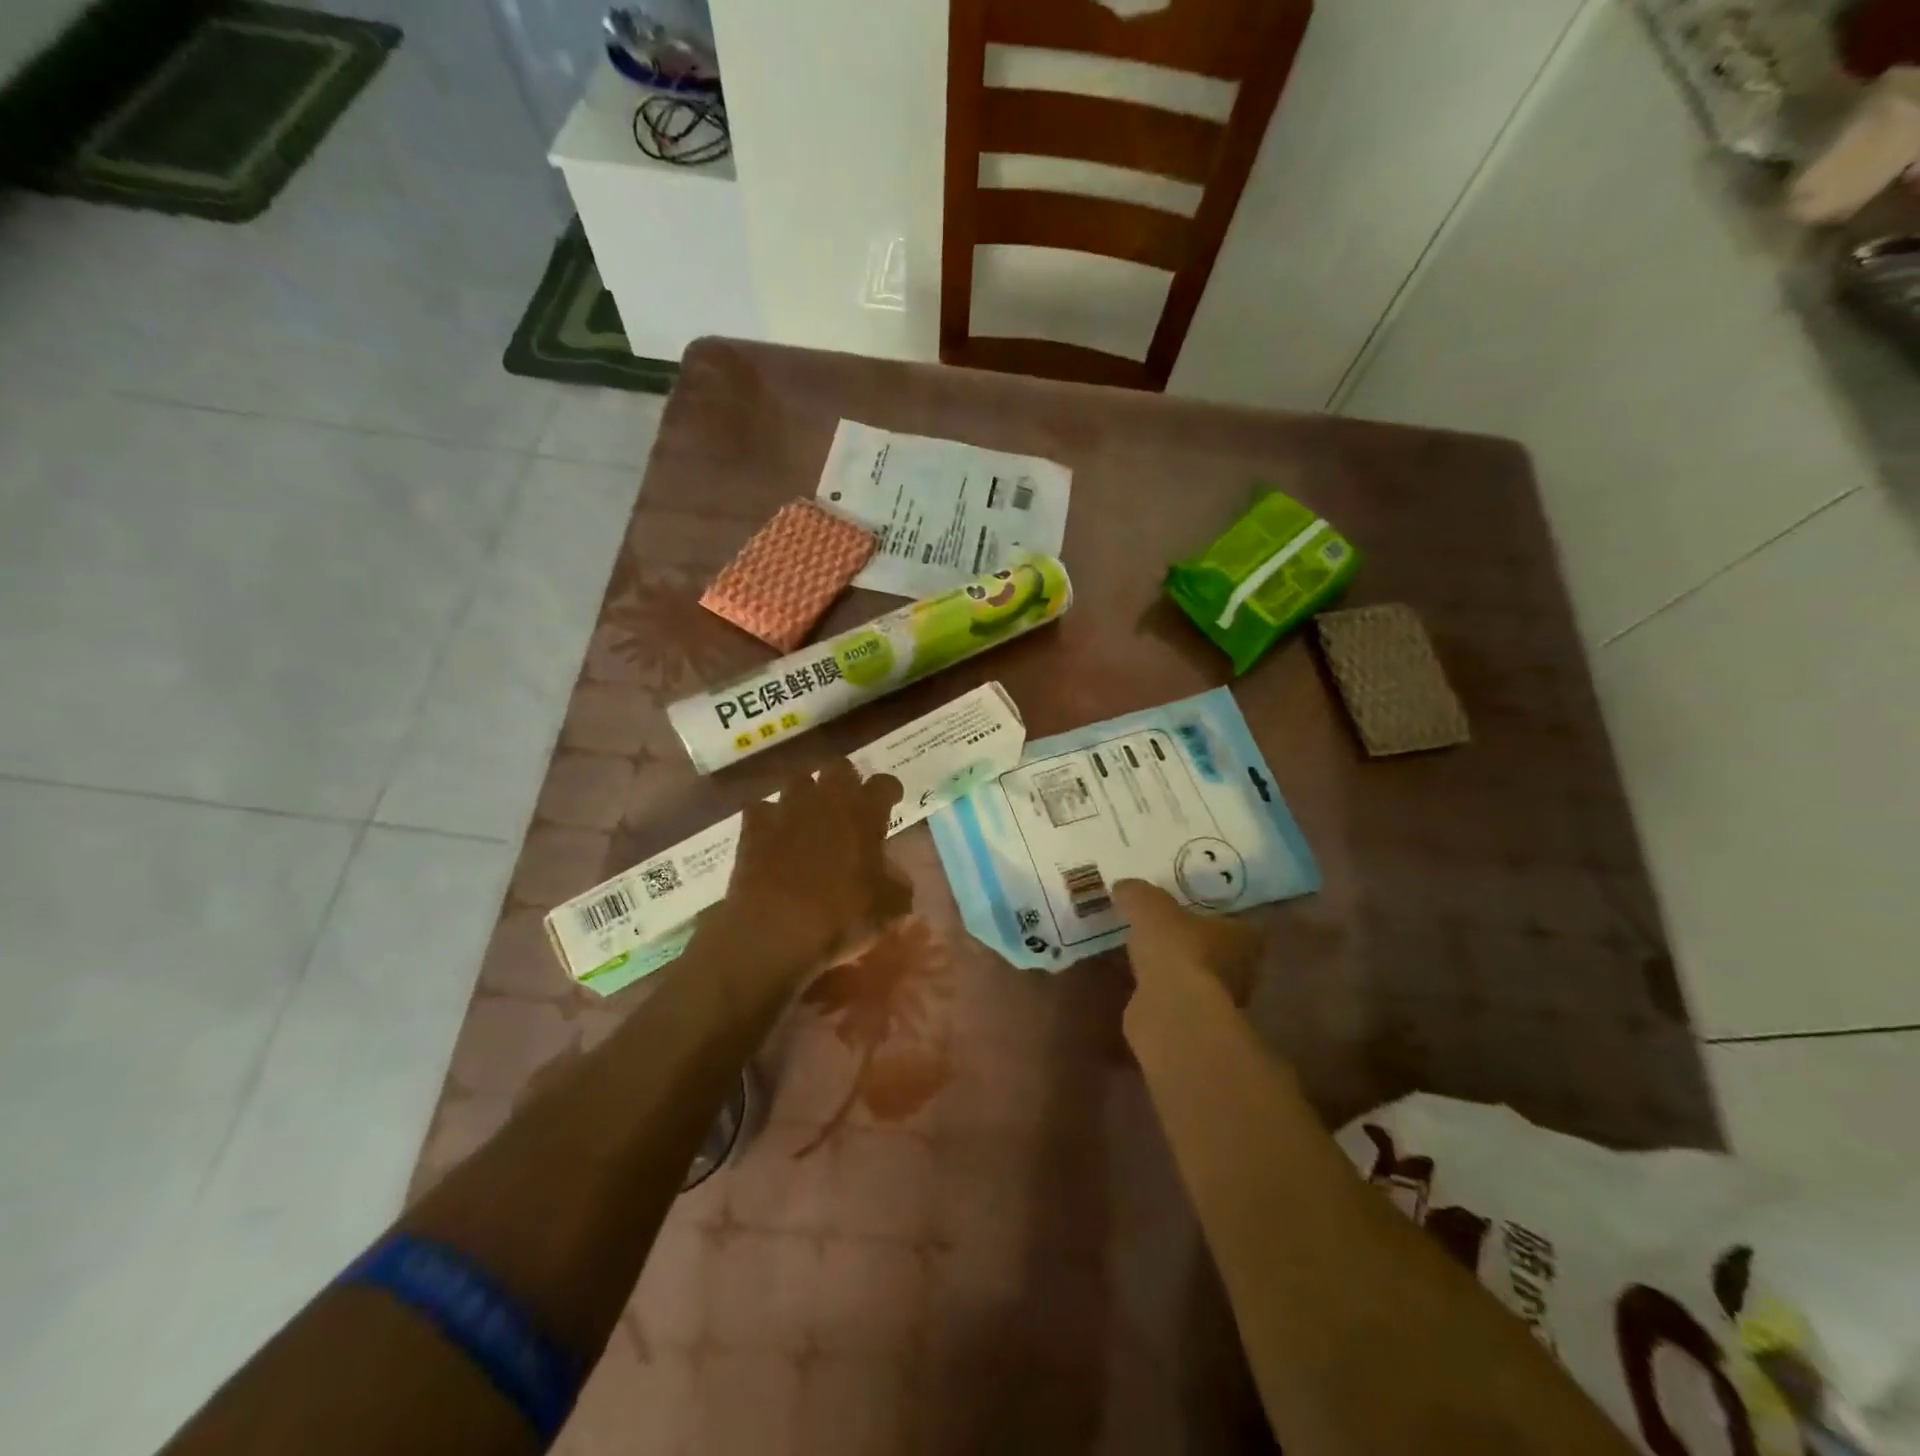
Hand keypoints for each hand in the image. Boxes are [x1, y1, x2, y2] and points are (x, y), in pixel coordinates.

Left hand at [717, 758, 908, 973]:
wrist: (775, 928)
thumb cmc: (841, 915)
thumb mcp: (888, 908)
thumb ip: (898, 884)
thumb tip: (895, 876)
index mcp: (864, 812)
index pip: (884, 783)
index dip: (890, 791)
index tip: (892, 801)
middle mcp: (826, 798)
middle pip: (840, 767)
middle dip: (846, 781)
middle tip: (849, 805)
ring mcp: (787, 807)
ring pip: (799, 781)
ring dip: (807, 795)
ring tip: (810, 817)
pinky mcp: (754, 825)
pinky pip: (762, 808)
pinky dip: (769, 818)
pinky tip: (773, 835)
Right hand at [1114, 879, 1262, 1006]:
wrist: (1171, 1010)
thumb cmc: (1176, 947)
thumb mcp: (1149, 906)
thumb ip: (1138, 894)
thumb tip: (1124, 887)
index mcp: (1244, 938)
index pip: (1240, 923)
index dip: (1218, 916)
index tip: (1194, 911)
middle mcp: (1242, 971)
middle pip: (1221, 953)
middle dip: (1195, 944)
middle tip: (1167, 931)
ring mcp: (1219, 1003)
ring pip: (1198, 978)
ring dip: (1178, 970)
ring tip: (1148, 956)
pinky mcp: (1195, 1025)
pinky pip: (1177, 1000)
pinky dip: (1162, 993)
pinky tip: (1141, 984)